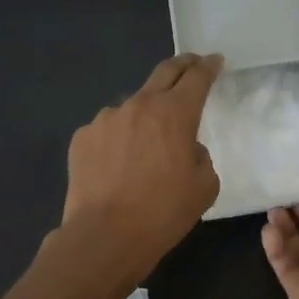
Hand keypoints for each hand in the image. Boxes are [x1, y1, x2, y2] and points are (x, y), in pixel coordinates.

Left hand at [62, 54, 222, 274]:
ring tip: (148, 141)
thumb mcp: (204, 186)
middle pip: (164, 73)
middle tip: (192, 65)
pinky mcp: (82, 138)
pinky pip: (108, 130)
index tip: (215, 61)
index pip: (197, 78)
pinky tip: (119, 164)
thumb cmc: (163, 212)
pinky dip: (119, 138)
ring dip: (146, 113)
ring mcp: (106, 119)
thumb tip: (184, 148)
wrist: (104, 237)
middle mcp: (139, 105)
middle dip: (182, 65)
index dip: (209, 67)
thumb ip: (200, 155)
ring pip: (133, 106)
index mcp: (175, 113)